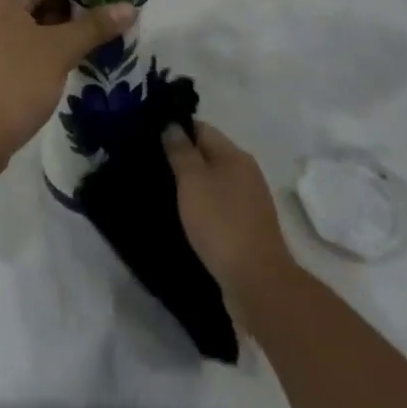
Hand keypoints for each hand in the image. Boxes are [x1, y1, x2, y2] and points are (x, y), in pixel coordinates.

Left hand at [0, 0, 136, 172]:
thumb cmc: (18, 83)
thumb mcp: (61, 52)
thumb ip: (94, 26)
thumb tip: (130, 7)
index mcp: (1, 1)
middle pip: (33, 1)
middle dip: (67, 10)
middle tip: (101, 20)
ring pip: (23, 26)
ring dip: (53, 31)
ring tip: (86, 42)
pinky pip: (13, 46)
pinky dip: (36, 48)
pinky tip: (58, 64)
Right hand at [163, 121, 294, 319]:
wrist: (257, 281)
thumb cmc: (220, 223)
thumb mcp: (193, 181)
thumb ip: (180, 151)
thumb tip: (172, 125)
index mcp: (235, 155)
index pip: (201, 128)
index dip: (176, 129)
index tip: (150, 137)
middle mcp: (246, 173)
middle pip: (208, 154)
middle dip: (182, 157)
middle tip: (151, 164)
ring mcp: (249, 202)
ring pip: (213, 181)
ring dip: (192, 184)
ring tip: (162, 190)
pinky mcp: (248, 228)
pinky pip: (219, 205)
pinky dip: (202, 206)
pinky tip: (185, 216)